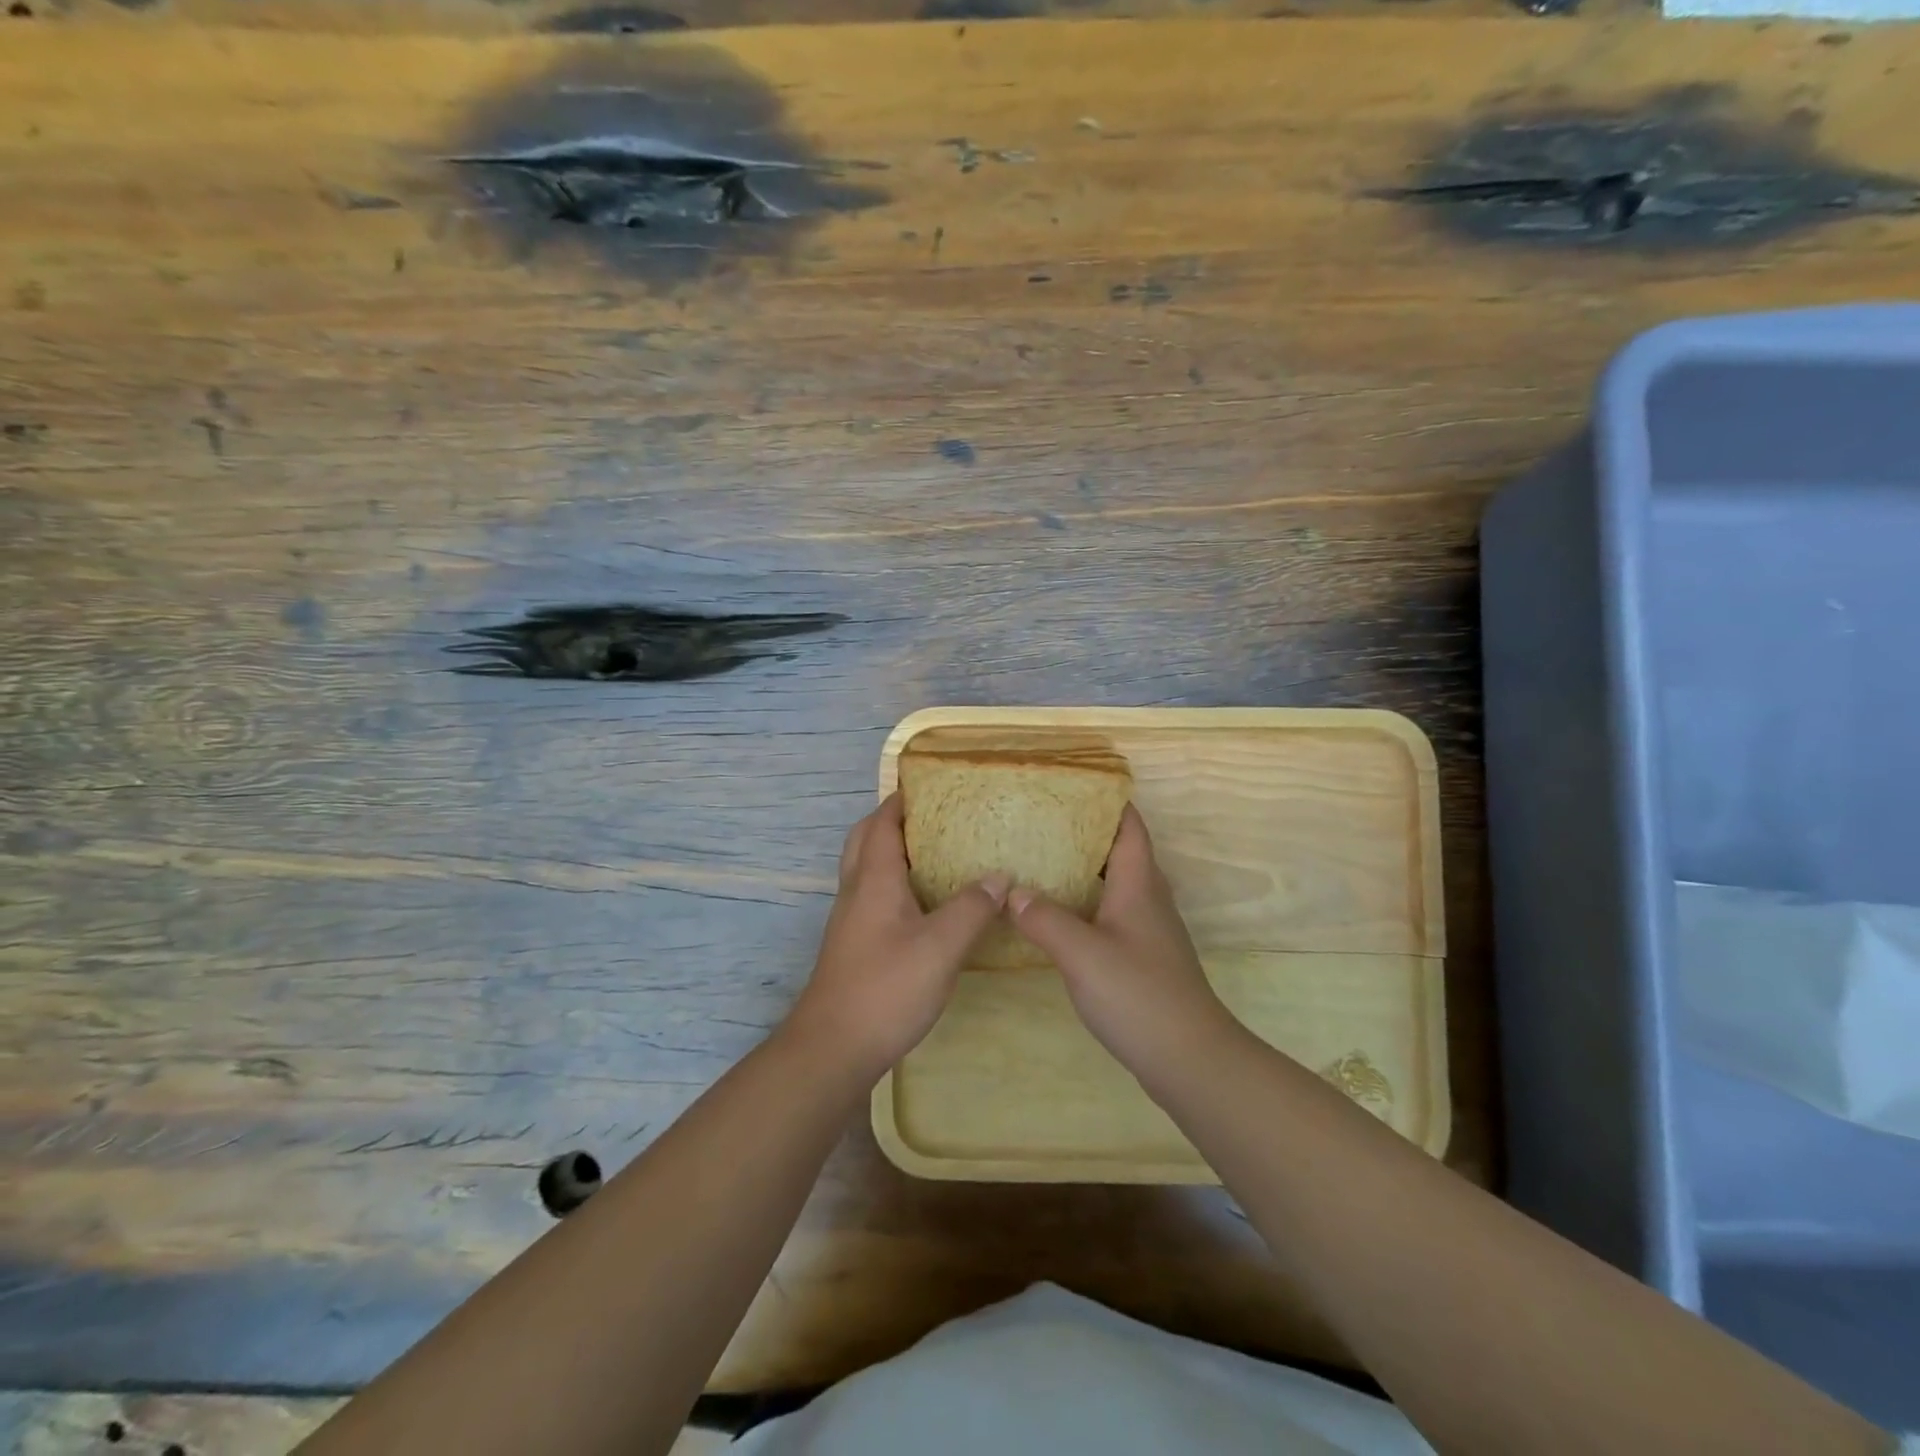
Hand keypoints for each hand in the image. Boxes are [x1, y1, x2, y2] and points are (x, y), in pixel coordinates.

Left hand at [787, 794, 1008, 1080]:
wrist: (833, 1048)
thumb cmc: (886, 988)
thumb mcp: (941, 947)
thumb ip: (972, 908)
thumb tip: (1000, 877)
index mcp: (873, 880)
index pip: (881, 823)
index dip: (901, 800)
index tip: (930, 785)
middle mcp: (856, 891)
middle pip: (865, 839)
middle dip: (892, 820)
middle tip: (932, 817)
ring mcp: (850, 920)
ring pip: (866, 868)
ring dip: (891, 851)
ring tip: (934, 853)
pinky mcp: (853, 944)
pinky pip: (871, 895)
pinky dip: (893, 882)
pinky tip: (923, 904)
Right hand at [1008, 805, 1236, 1078]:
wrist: (1188, 1058)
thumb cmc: (1138, 994)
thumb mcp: (1082, 953)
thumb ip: (1045, 918)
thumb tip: (1013, 891)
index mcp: (1139, 884)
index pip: (1129, 827)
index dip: (1108, 801)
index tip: (1072, 787)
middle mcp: (1148, 898)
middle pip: (1120, 851)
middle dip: (1085, 833)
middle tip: (1041, 823)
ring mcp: (1148, 930)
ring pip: (1115, 884)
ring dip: (1084, 870)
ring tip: (1041, 863)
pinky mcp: (1143, 957)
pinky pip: (1111, 913)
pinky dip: (1086, 904)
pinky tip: (1057, 916)